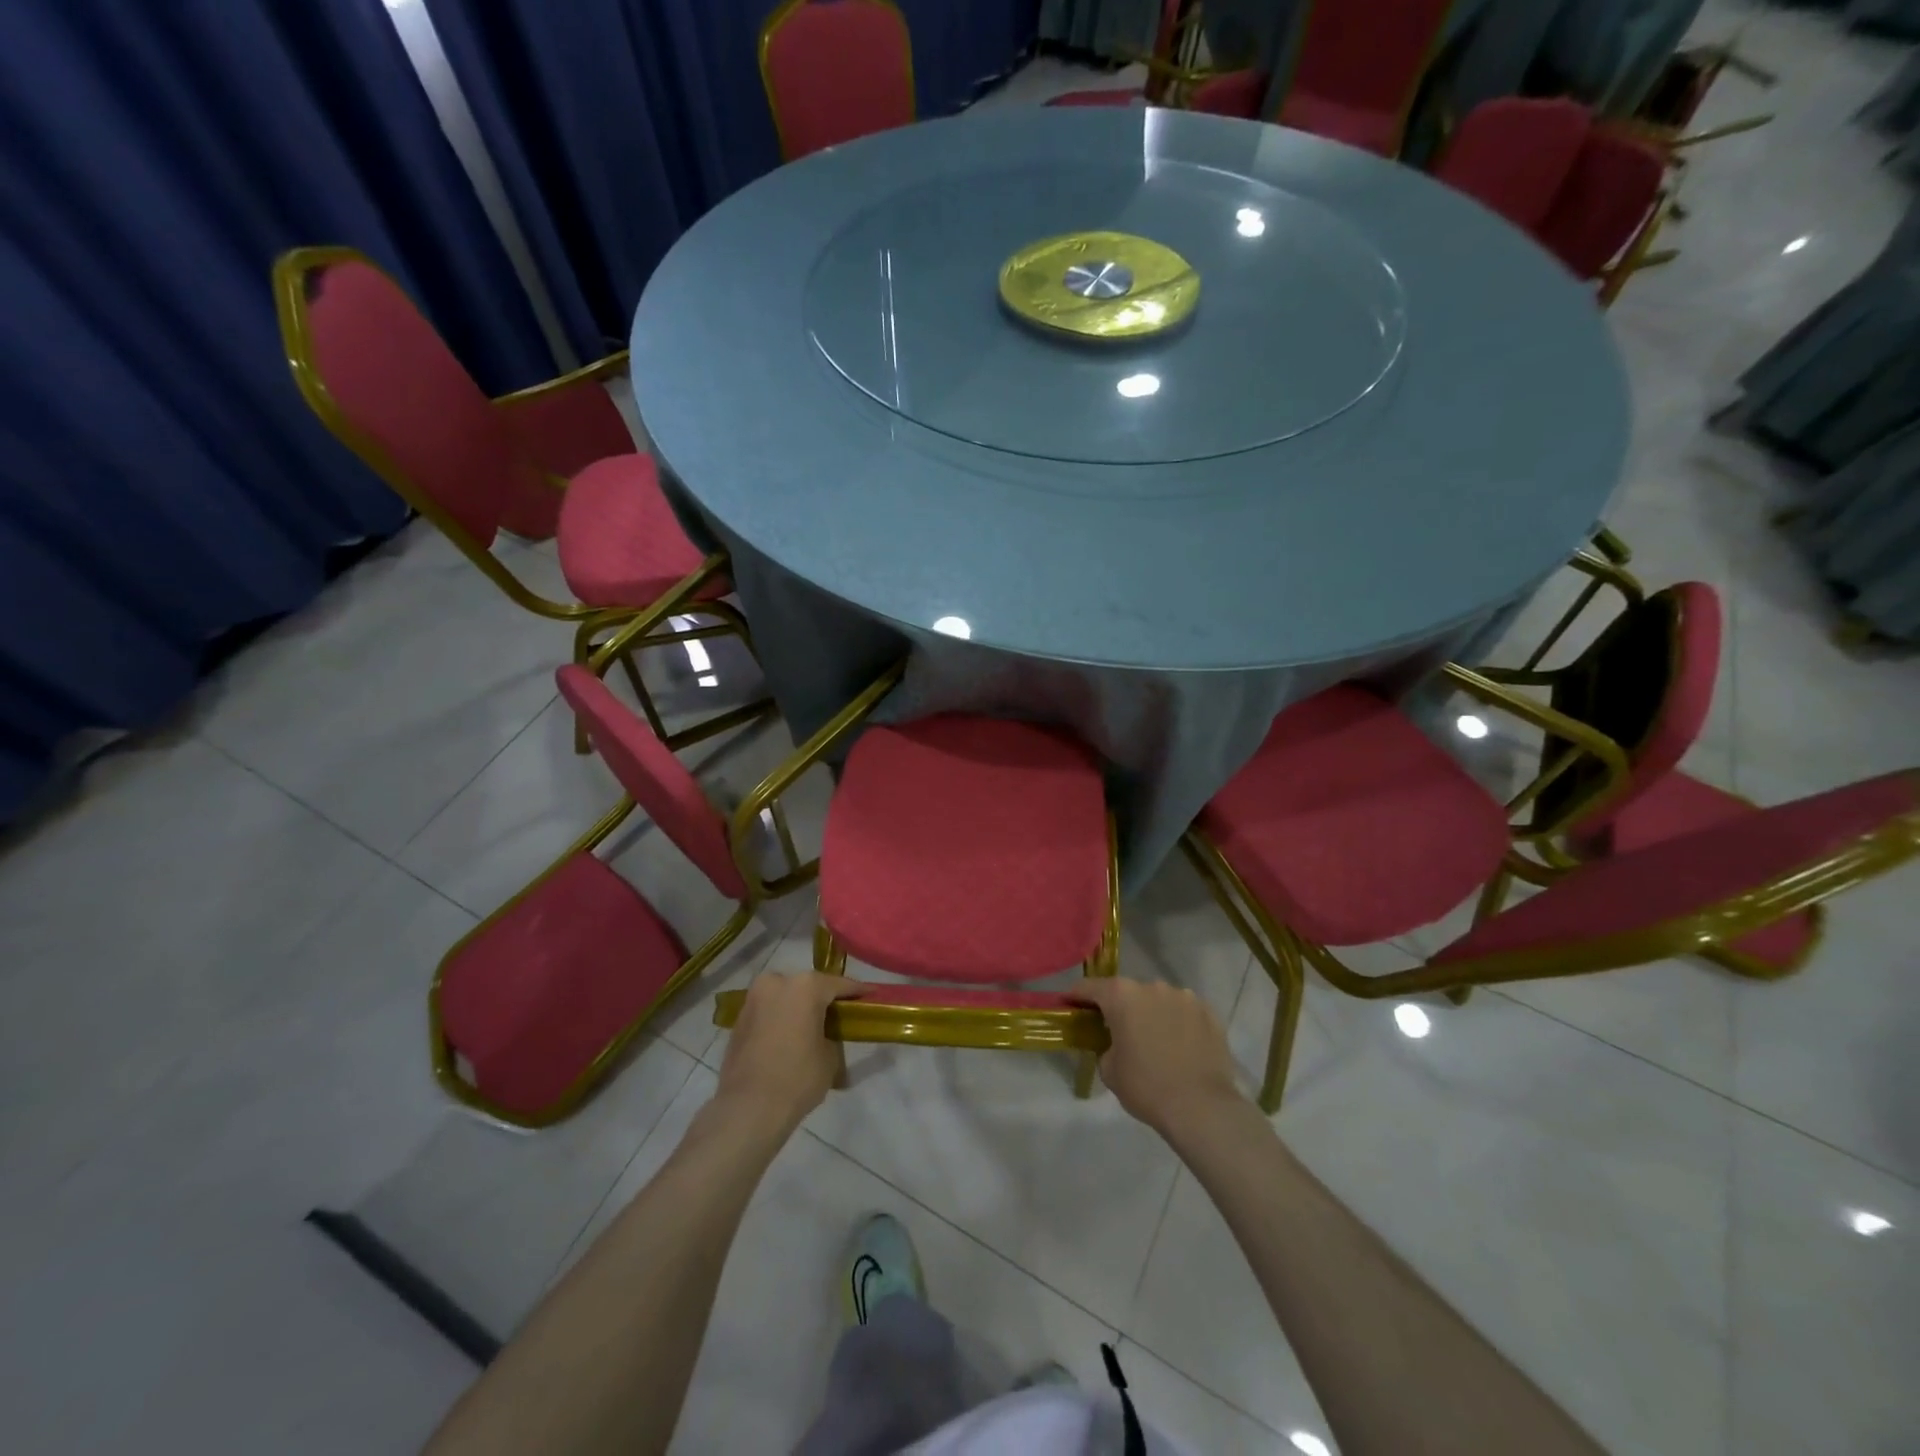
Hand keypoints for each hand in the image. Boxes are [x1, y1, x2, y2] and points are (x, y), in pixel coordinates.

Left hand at [712, 972, 859, 1134]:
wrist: (748, 1108)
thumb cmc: (798, 1077)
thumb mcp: (831, 1057)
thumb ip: (833, 1036)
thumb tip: (826, 1036)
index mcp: (805, 986)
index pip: (839, 984)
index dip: (857, 992)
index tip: (871, 996)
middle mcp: (777, 982)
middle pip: (808, 987)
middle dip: (822, 999)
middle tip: (838, 1016)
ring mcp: (754, 999)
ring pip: (785, 997)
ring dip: (798, 1009)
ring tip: (811, 1029)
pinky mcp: (739, 1019)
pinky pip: (768, 1012)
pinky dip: (780, 1020)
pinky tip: (789, 1039)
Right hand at [1072, 979, 1247, 1139]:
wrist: (1201, 1107)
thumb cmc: (1146, 1087)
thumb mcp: (1109, 1070)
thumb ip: (1105, 1046)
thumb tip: (1114, 1044)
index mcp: (1122, 996)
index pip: (1089, 987)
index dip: (1076, 996)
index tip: (1070, 1005)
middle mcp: (1152, 986)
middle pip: (1128, 992)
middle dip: (1121, 1007)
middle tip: (1118, 1030)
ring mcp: (1184, 996)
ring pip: (1159, 1000)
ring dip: (1152, 1013)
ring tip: (1156, 1040)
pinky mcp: (1208, 1012)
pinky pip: (1185, 1012)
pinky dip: (1178, 1022)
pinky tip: (1180, 1045)